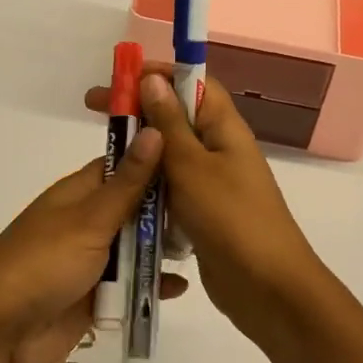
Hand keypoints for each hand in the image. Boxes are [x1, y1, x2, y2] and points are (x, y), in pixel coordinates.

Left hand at [0, 130, 186, 362]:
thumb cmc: (42, 264)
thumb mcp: (90, 220)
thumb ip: (129, 183)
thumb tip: (155, 129)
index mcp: (80, 193)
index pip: (125, 164)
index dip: (158, 157)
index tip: (199, 155)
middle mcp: (88, 222)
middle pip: (137, 208)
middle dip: (169, 209)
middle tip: (212, 209)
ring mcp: (92, 260)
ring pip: (137, 247)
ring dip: (163, 249)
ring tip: (204, 245)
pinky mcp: (96, 297)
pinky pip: (131, 285)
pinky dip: (152, 286)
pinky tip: (180, 287)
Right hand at [85, 66, 327, 345]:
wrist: (267, 288)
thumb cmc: (230, 218)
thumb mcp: (193, 166)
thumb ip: (170, 124)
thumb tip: (153, 79)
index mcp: (225, 128)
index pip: (194, 83)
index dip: (158, 74)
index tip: (119, 78)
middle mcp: (220, 150)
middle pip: (177, 118)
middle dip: (139, 110)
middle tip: (95, 108)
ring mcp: (212, 184)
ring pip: (171, 156)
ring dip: (141, 151)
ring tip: (102, 151)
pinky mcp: (203, 214)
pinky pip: (171, 189)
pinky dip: (149, 185)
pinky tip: (121, 192)